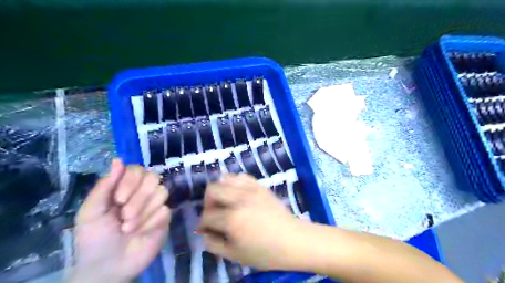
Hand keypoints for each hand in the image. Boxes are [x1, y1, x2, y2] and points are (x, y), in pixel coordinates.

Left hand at [69, 160, 171, 281]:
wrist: (108, 267)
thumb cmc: (95, 238)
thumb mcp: (91, 212)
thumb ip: (105, 186)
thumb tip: (118, 160)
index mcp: (124, 188)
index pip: (137, 169)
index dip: (131, 181)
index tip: (118, 200)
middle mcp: (142, 192)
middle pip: (153, 178)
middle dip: (138, 199)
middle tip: (123, 217)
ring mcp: (156, 204)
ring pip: (161, 192)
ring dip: (143, 213)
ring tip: (129, 229)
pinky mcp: (165, 217)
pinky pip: (165, 210)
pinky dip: (150, 223)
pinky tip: (142, 233)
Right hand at [196, 174, 298, 269]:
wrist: (293, 240)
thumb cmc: (265, 252)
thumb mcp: (235, 255)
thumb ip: (214, 244)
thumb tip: (204, 232)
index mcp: (232, 219)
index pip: (207, 215)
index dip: (202, 224)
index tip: (205, 230)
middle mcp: (239, 198)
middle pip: (212, 189)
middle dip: (208, 203)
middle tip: (214, 214)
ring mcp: (251, 189)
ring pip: (225, 178)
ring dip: (220, 190)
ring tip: (225, 203)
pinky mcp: (260, 186)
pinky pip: (241, 177)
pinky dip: (235, 183)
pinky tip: (238, 194)